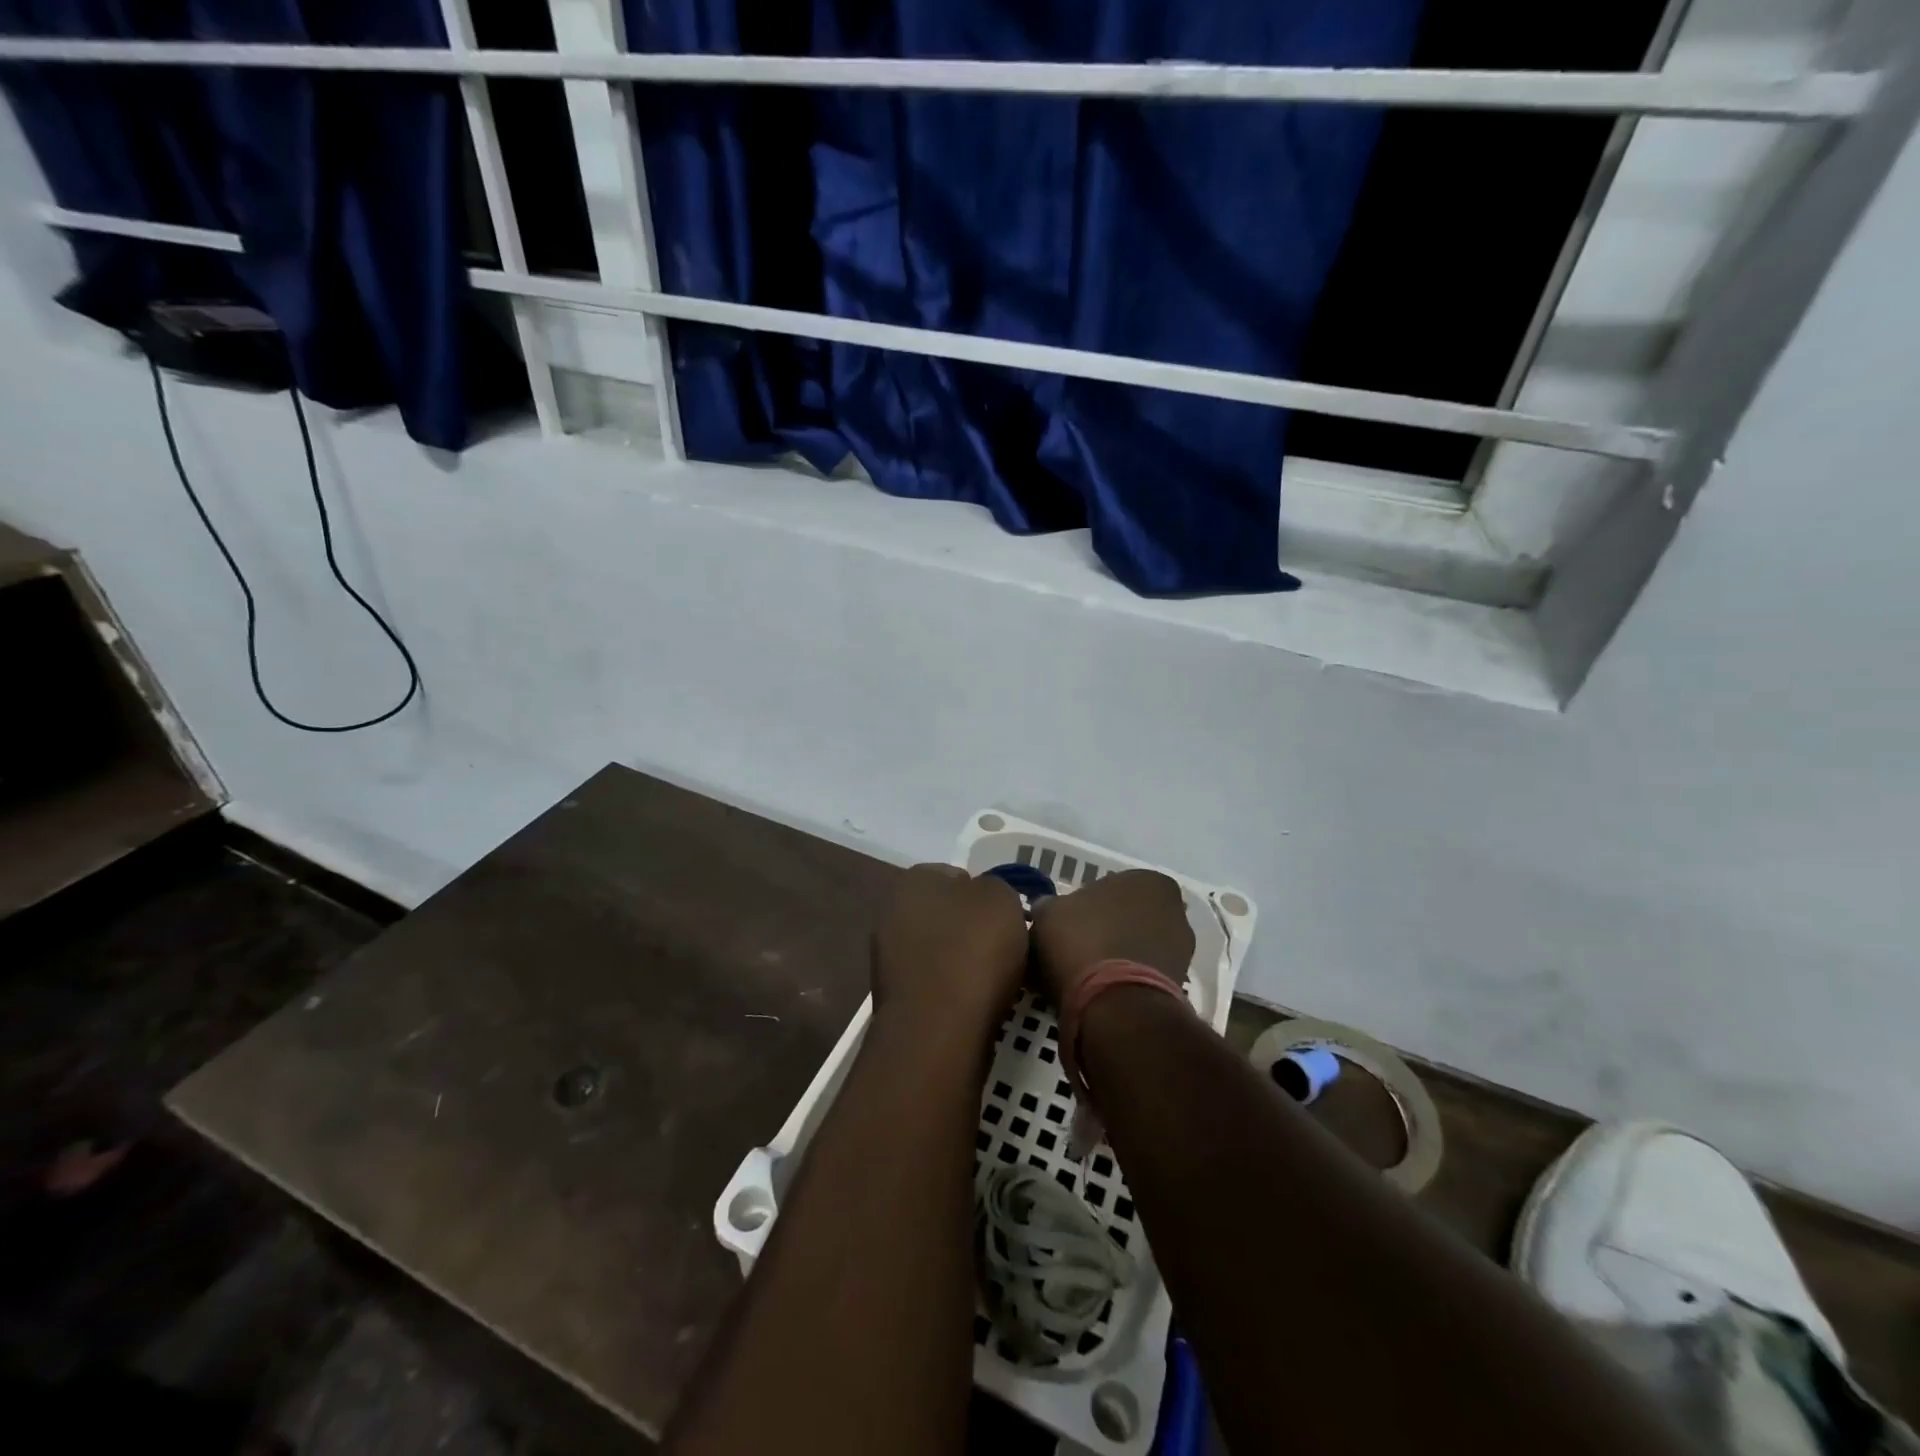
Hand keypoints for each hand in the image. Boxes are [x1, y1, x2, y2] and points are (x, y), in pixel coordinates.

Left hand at [871, 864, 1028, 1045]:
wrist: (939, 1030)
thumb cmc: (973, 950)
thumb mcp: (1002, 898)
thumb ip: (995, 888)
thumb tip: (984, 900)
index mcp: (913, 880)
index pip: (956, 875)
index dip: (985, 894)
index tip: (1007, 917)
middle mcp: (891, 913)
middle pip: (946, 915)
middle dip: (972, 929)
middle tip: (1005, 947)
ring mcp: (888, 958)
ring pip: (940, 951)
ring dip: (963, 962)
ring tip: (996, 981)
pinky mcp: (895, 999)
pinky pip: (935, 984)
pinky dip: (954, 991)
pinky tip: (976, 1004)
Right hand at [1030, 869, 1193, 1005]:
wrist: (1115, 1006)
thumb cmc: (1083, 942)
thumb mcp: (1049, 914)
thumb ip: (1049, 905)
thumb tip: (1047, 907)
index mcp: (1146, 880)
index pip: (1111, 887)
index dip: (1086, 905)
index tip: (1067, 924)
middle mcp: (1173, 909)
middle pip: (1128, 916)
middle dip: (1107, 930)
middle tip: (1075, 948)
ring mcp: (1181, 949)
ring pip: (1137, 947)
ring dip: (1118, 956)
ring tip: (1085, 976)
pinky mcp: (1180, 985)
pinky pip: (1143, 975)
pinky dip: (1126, 981)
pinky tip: (1100, 993)